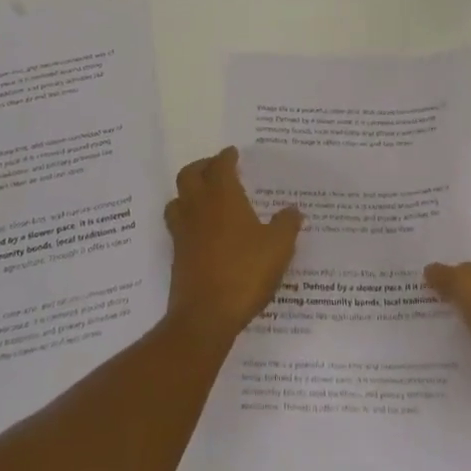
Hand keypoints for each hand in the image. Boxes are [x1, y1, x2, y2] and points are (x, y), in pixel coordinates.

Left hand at [164, 148, 301, 347]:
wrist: (205, 316)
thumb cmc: (245, 272)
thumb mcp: (278, 247)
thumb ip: (287, 225)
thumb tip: (293, 210)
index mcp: (222, 196)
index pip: (220, 165)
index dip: (226, 157)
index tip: (233, 153)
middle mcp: (198, 207)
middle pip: (189, 175)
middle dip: (202, 167)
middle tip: (216, 169)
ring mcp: (183, 232)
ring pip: (178, 199)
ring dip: (189, 192)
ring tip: (205, 197)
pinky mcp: (177, 255)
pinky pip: (178, 225)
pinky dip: (188, 219)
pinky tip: (204, 232)